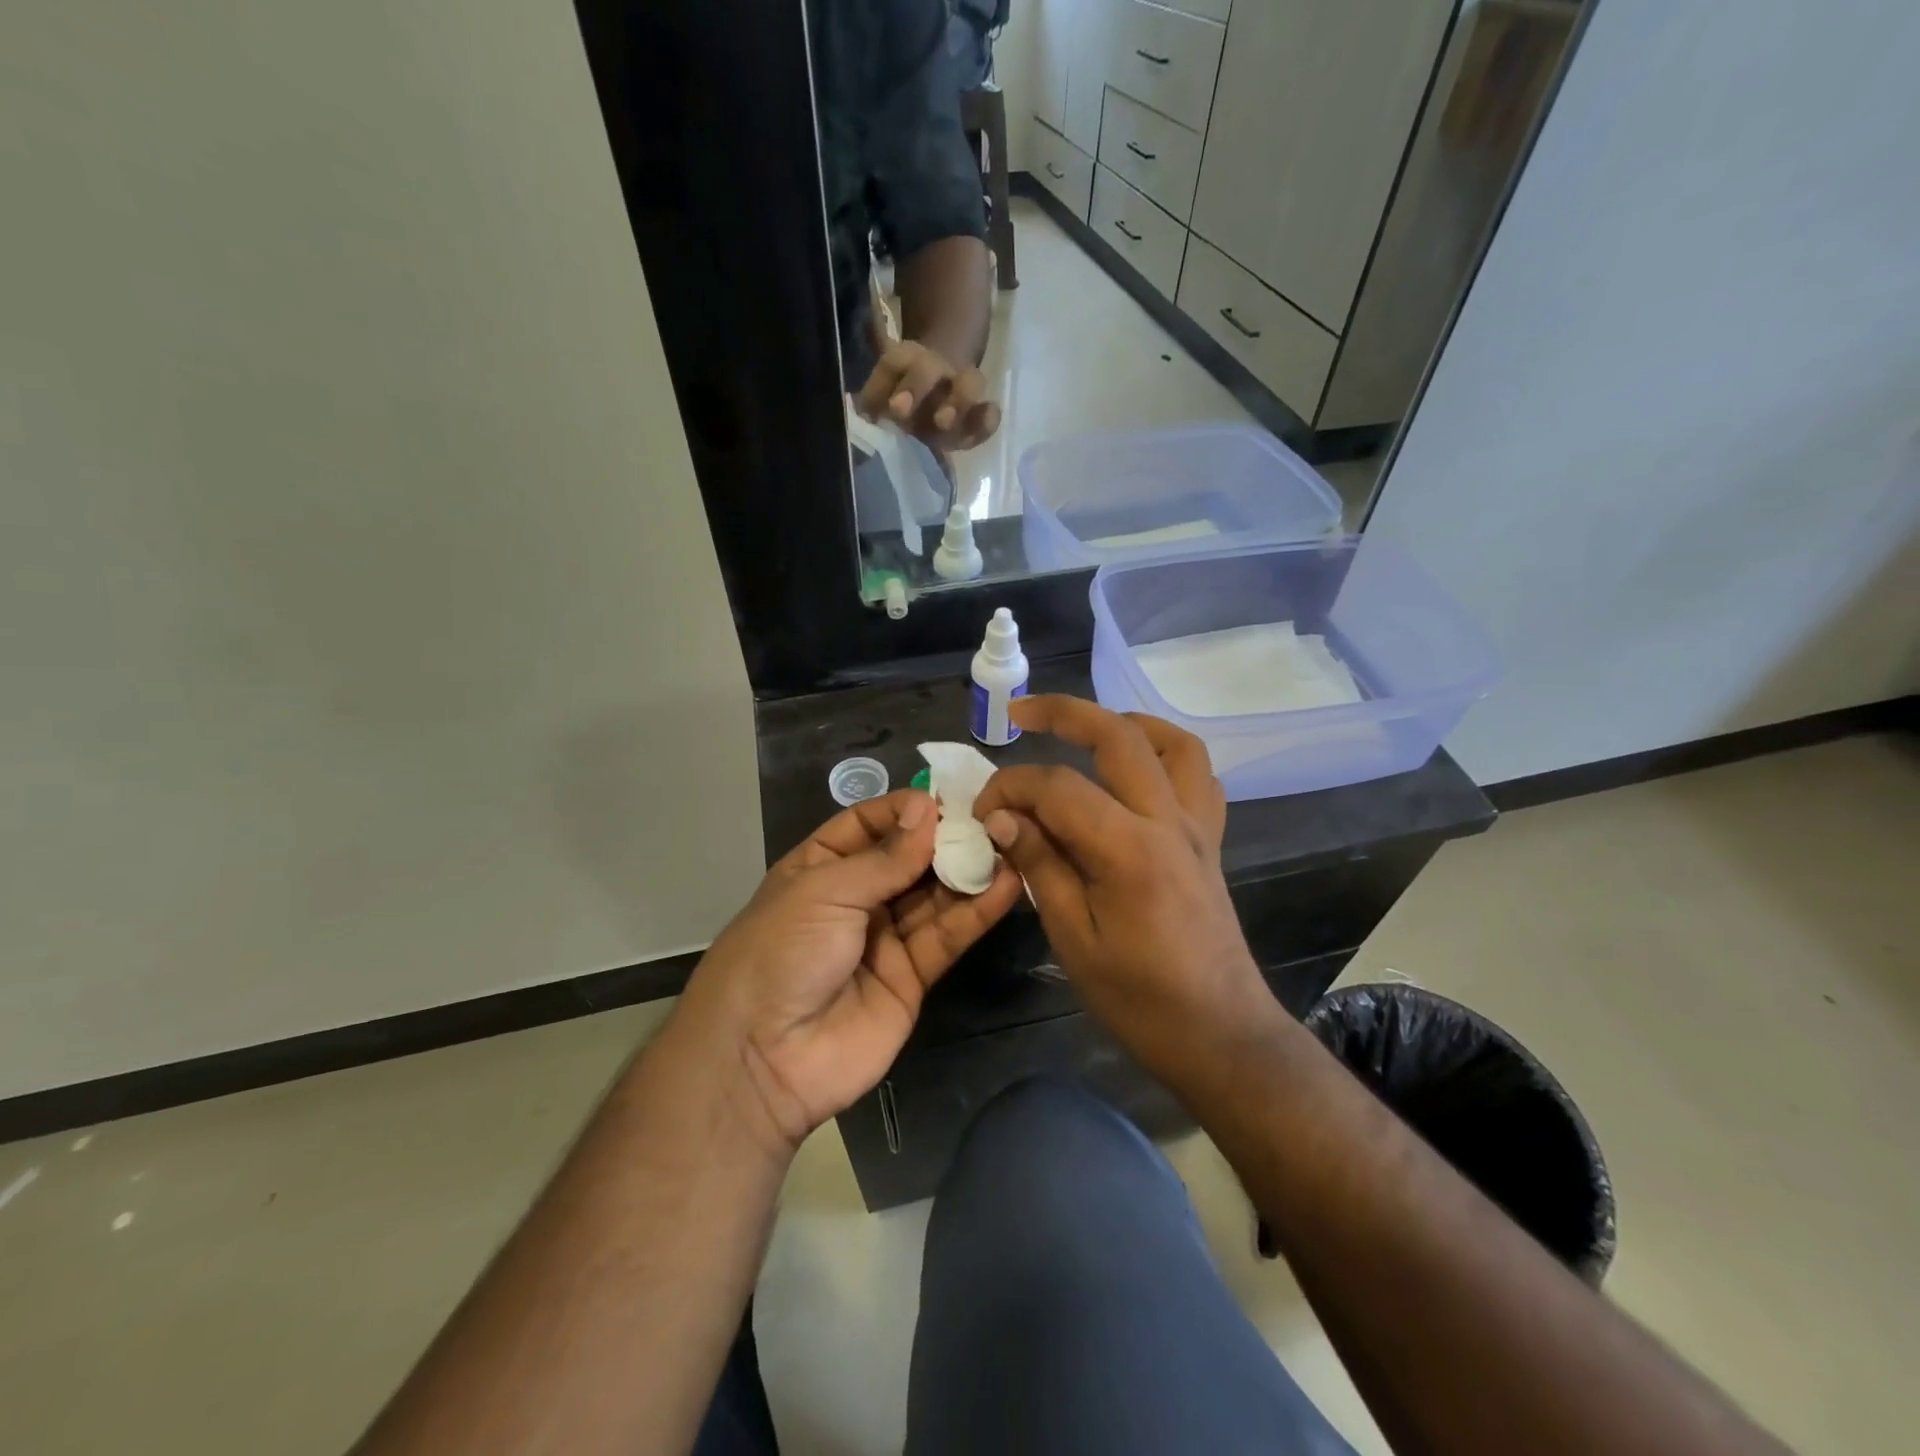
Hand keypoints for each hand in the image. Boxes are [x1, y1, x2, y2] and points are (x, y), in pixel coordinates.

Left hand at [676, 789, 1021, 1153]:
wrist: (762, 1058)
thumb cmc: (781, 952)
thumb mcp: (825, 891)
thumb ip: (885, 858)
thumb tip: (927, 810)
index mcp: (819, 868)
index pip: (866, 825)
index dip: (903, 810)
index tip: (944, 798)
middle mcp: (854, 899)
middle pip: (907, 860)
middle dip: (944, 839)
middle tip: (991, 818)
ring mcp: (884, 939)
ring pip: (933, 897)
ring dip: (968, 872)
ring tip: (1009, 844)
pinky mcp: (911, 978)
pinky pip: (946, 938)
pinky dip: (976, 912)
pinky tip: (1006, 884)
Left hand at [856, 338, 1000, 452]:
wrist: (938, 395)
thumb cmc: (903, 400)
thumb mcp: (881, 398)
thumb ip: (871, 403)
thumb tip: (862, 416)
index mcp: (908, 361)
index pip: (894, 362)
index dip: (886, 380)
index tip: (889, 408)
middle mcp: (937, 370)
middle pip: (930, 367)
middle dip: (916, 386)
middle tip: (902, 413)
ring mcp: (962, 389)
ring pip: (970, 381)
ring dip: (958, 401)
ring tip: (944, 424)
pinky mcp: (978, 415)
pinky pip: (989, 413)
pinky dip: (987, 421)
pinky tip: (977, 431)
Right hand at [972, 697, 1276, 1076]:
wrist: (1220, 1034)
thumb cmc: (1139, 998)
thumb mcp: (1072, 938)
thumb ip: (1040, 865)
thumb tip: (1002, 818)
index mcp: (1128, 849)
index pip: (1057, 787)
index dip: (1010, 788)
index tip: (983, 812)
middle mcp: (1168, 820)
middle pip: (1119, 735)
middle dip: (1064, 712)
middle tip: (1019, 712)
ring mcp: (1197, 826)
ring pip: (1173, 742)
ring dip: (1125, 722)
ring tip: (1085, 730)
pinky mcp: (1210, 840)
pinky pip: (1197, 776)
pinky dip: (1164, 755)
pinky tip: (1134, 772)